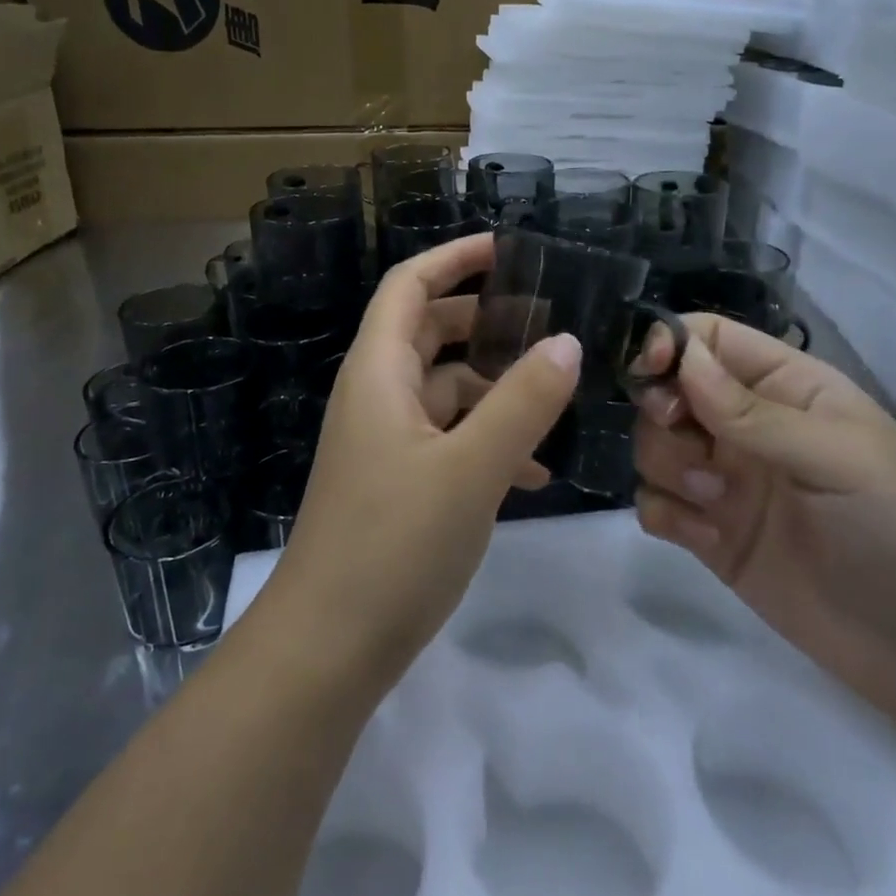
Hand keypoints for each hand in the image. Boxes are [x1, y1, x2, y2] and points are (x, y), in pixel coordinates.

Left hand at [273, 234, 581, 676]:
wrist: (329, 647)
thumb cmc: (395, 544)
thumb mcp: (471, 468)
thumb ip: (523, 401)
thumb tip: (566, 341)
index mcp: (378, 373)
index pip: (410, 286)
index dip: (455, 258)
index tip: (509, 248)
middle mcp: (376, 397)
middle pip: (430, 333)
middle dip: (485, 321)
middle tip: (548, 321)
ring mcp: (385, 443)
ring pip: (445, 391)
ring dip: (495, 390)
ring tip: (556, 402)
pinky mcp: (397, 484)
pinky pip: (447, 440)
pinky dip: (486, 441)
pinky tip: (532, 473)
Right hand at [630, 315, 895, 726]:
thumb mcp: (838, 458)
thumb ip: (753, 412)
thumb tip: (682, 360)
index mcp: (785, 388)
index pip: (709, 340)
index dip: (670, 344)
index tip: (651, 373)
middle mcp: (745, 426)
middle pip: (667, 391)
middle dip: (662, 412)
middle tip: (694, 447)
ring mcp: (725, 481)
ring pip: (653, 446)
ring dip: (668, 466)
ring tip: (717, 500)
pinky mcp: (709, 534)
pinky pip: (654, 504)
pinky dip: (666, 514)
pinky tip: (709, 538)